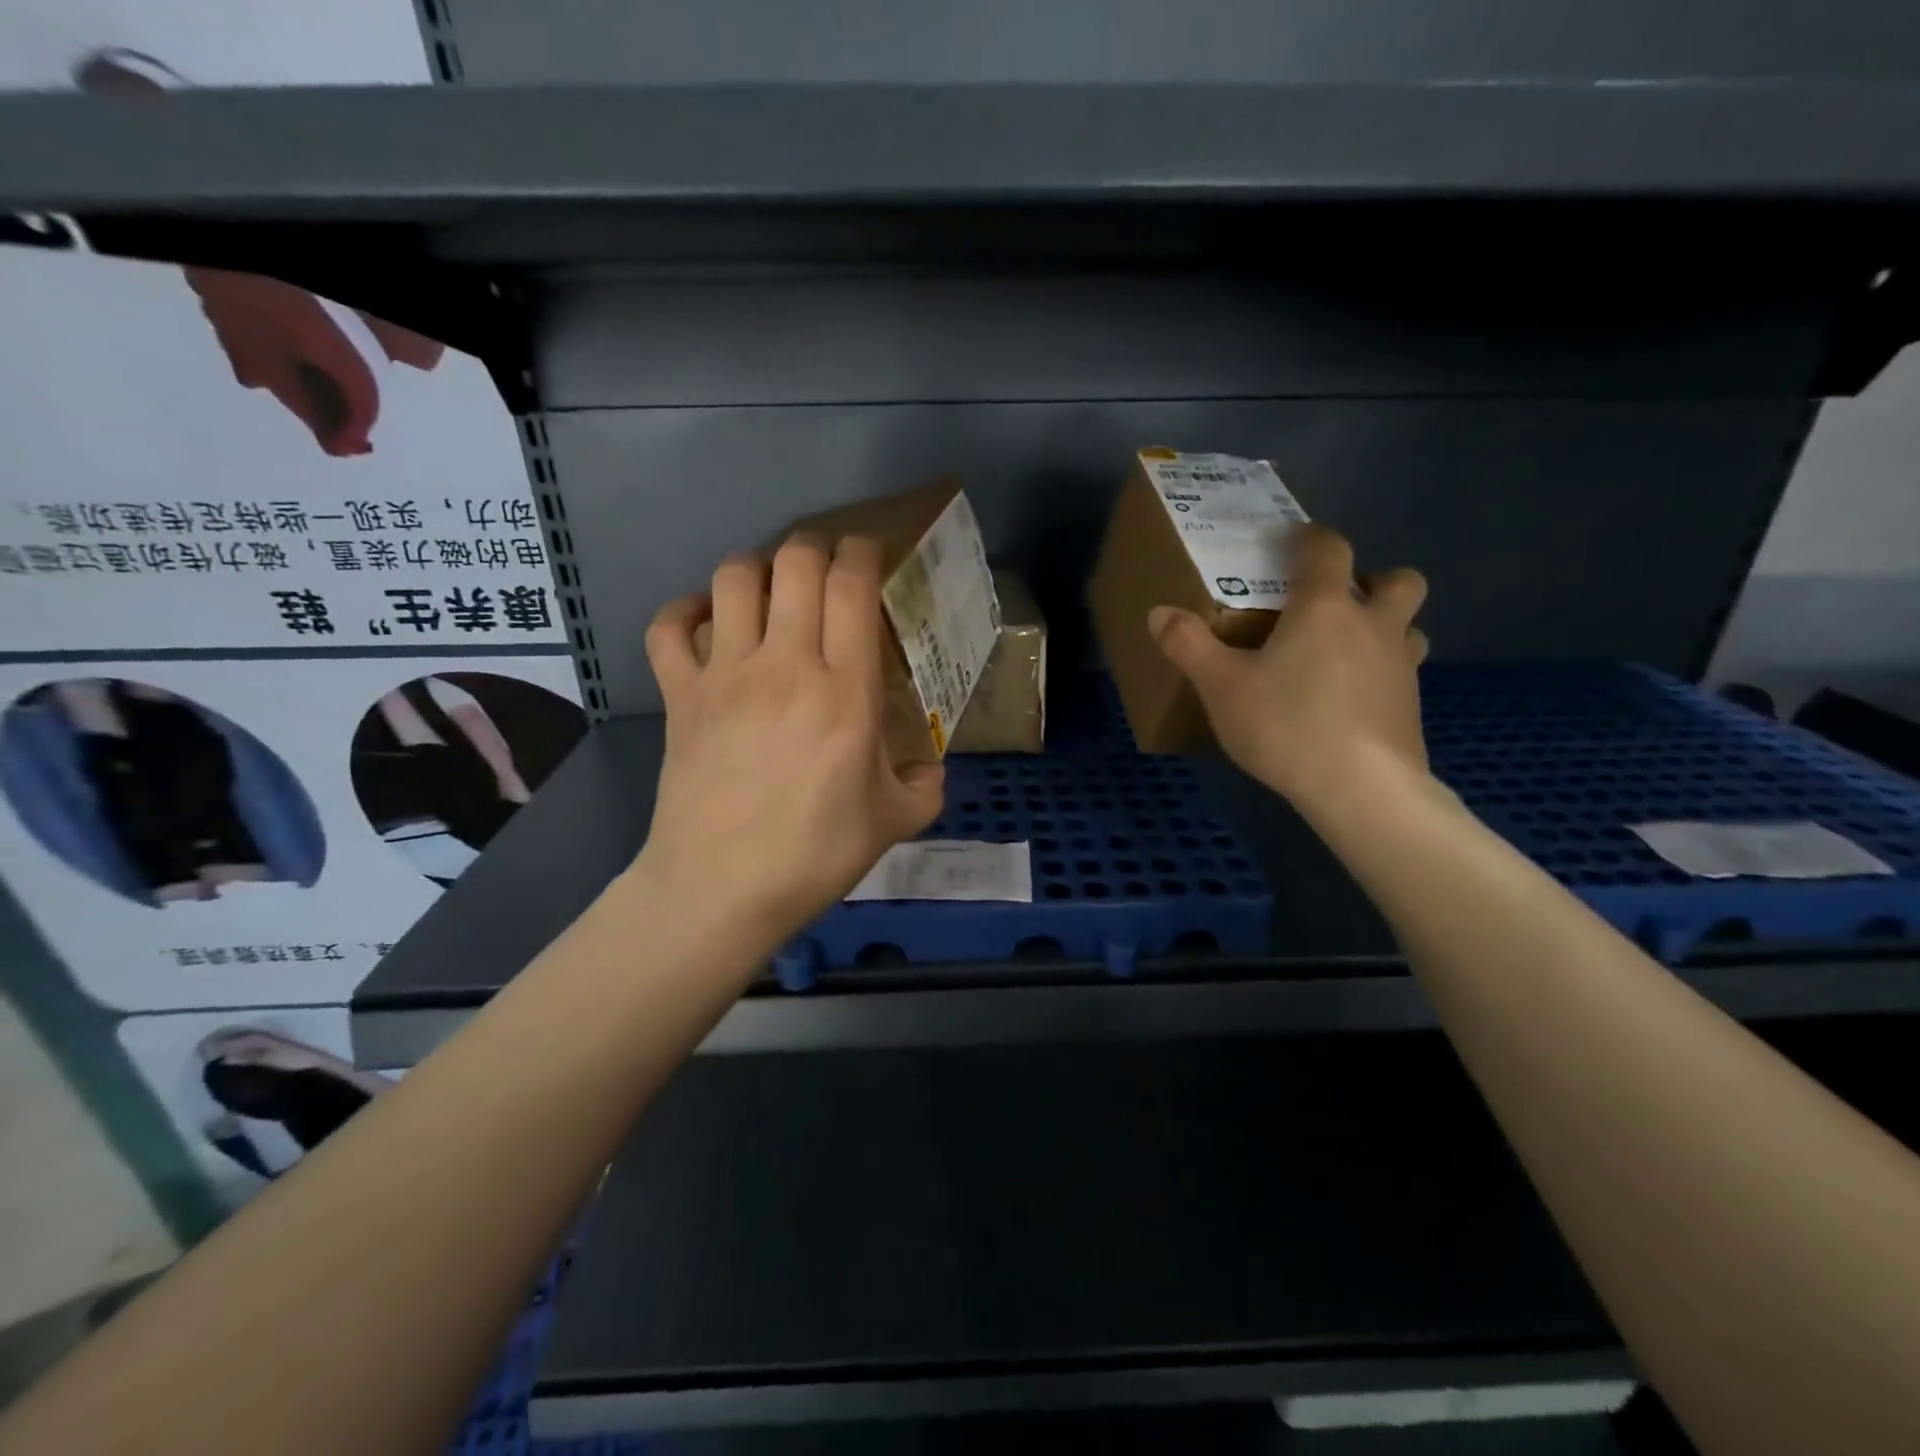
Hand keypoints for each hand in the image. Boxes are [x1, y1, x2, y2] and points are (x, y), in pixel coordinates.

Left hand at [636, 535, 945, 938]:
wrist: (721, 889)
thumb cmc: (815, 854)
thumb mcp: (894, 823)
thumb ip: (926, 788)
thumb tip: (931, 770)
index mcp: (845, 690)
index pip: (851, 587)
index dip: (861, 553)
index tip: (868, 552)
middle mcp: (785, 665)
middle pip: (793, 564)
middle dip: (813, 547)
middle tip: (825, 566)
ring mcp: (725, 676)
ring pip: (732, 580)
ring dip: (755, 568)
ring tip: (769, 589)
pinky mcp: (680, 695)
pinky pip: (668, 629)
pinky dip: (683, 611)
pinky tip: (703, 620)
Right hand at [1149, 523, 1429, 817]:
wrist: (1360, 788)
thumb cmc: (1285, 724)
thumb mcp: (1221, 687)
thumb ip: (1189, 646)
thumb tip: (1159, 612)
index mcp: (1325, 609)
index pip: (1328, 550)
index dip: (1311, 537)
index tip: (1291, 540)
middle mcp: (1373, 626)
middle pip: (1399, 581)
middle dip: (1374, 578)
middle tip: (1338, 601)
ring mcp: (1401, 667)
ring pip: (1409, 628)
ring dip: (1385, 627)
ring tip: (1347, 652)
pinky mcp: (1411, 707)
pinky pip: (1402, 673)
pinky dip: (1380, 674)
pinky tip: (1350, 702)